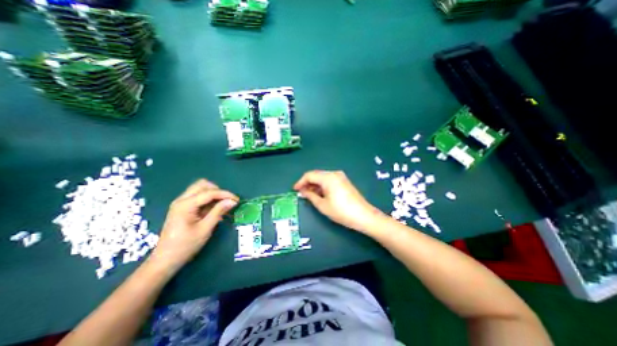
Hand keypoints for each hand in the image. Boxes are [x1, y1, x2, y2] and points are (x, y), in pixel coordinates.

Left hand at [147, 179, 238, 274]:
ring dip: (213, 194)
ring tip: (221, 205)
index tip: (237, 200)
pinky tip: (214, 209)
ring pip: (200, 189)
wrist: (165, 260)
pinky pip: (198, 197)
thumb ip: (219, 212)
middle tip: (227, 201)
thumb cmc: (186, 245)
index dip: (225, 194)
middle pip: (202, 185)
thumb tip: (232, 201)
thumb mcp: (205, 228)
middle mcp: (181, 200)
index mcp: (185, 205)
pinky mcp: (182, 208)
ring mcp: (181, 203)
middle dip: (218, 191)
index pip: (209, 193)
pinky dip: (208, 199)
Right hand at [294, 170, 383, 234]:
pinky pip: (329, 180)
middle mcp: (334, 173)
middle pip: (316, 175)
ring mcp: (341, 177)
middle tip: (301, 193)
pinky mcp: (344, 182)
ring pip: (323, 178)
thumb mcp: (322, 205)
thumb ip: (310, 196)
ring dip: (315, 185)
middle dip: (307, 183)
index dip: (300, 182)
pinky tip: (319, 194)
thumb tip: (302, 191)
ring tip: (309, 195)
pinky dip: (322, 186)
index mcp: (328, 177)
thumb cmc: (341, 211)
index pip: (310, 175)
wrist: (363, 216)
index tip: (295, 190)